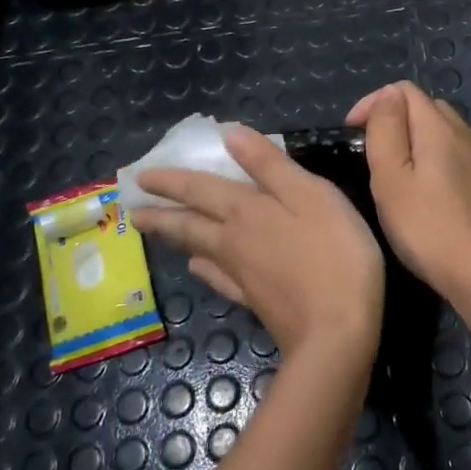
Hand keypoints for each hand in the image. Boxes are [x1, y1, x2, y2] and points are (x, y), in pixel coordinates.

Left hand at [131, 126, 383, 361]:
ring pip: (199, 249)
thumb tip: (229, 135)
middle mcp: (233, 241)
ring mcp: (242, 275)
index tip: (141, 177)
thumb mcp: (311, 195)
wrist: (336, 334)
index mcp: (245, 211)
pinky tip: (199, 268)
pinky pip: (219, 279)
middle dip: (161, 214)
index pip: (198, 189)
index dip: (171, 180)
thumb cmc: (333, 254)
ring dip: (177, 237)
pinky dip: (205, 270)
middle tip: (134, 211)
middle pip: (188, 224)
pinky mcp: (255, 302)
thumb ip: (270, 165)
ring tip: (160, 232)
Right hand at [346, 81, 470, 297]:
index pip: (404, 90)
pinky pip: (466, 158)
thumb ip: (386, 128)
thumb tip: (388, 95)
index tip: (352, 132)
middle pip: (429, 107)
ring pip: (450, 132)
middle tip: (373, 152)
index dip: (374, 103)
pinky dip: (446, 160)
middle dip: (398, 119)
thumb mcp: (390, 176)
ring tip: (403, 170)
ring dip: (423, 139)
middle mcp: (467, 134)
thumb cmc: (425, 225)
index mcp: (438, 127)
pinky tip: (438, 187)